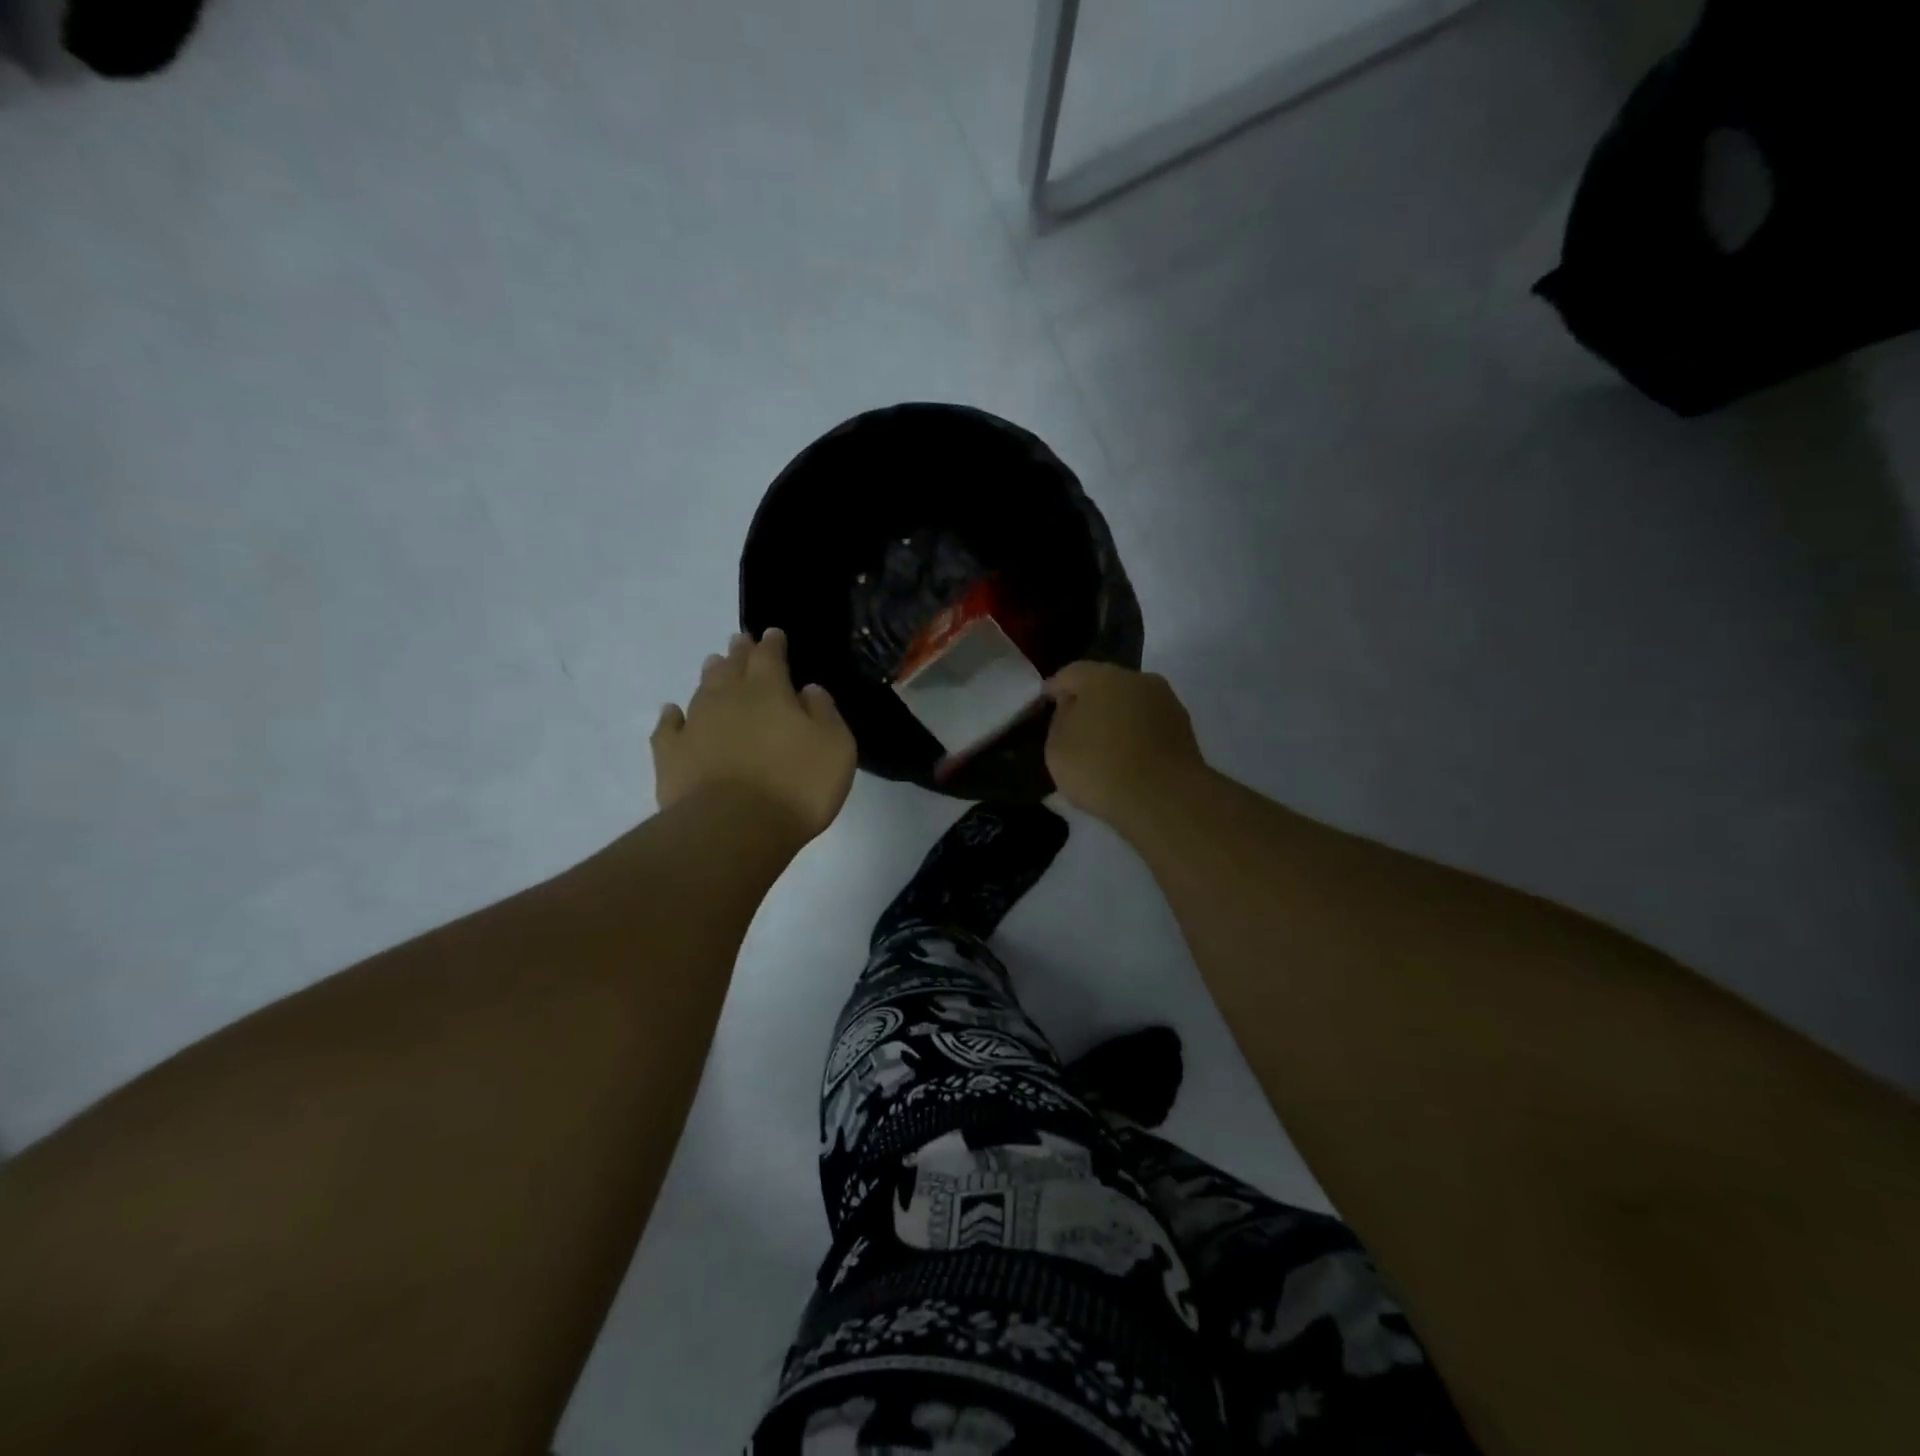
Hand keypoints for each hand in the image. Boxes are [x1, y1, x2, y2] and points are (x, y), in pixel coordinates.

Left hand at [652, 629, 856, 842]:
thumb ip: (824, 713)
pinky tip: (672, 713)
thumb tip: (808, 690)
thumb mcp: (835, 747)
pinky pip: (669, 727)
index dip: (773, 643)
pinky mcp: (671, 755)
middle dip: (739, 653)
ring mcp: (695, 724)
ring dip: (710, 676)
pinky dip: (672, 717)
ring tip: (713, 665)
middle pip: (732, 666)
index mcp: (769, 690)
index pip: (770, 655)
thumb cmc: (796, 785)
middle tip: (740, 642)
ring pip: (702, 690)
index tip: (774, 634)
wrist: (733, 828)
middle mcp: (728, 698)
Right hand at [1044, 662, 1208, 828]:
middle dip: (1089, 702)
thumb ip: (1060, 721)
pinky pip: (1149, 726)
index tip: (1046, 703)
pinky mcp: (1185, 729)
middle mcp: (1137, 679)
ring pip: (1131, 705)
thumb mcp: (1057, 748)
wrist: (1165, 799)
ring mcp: (1166, 702)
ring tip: (1103, 746)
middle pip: (1105, 685)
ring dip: (1117, 719)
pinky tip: (1128, 759)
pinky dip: (1137, 736)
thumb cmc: (1099, 768)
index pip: (1070, 673)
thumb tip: (1072, 708)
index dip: (1055, 688)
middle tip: (1074, 726)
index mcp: (1100, 676)